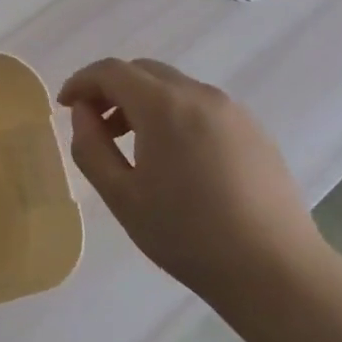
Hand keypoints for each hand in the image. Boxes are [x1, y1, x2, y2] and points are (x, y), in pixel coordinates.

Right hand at [57, 58, 326, 300]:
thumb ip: (91, 147)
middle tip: (95, 125)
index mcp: (164, 106)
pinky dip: (175, 115)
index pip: (112, 71)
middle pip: (144, 71)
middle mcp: (200, 95)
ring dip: (144, 102)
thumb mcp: (122, 197)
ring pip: (175, 87)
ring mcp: (232, 110)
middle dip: (112, 89)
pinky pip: (202, 106)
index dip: (82, 82)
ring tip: (132, 145)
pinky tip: (175, 159)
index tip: (66, 106)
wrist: (274, 270)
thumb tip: (83, 114)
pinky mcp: (254, 130)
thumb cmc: (187, 235)